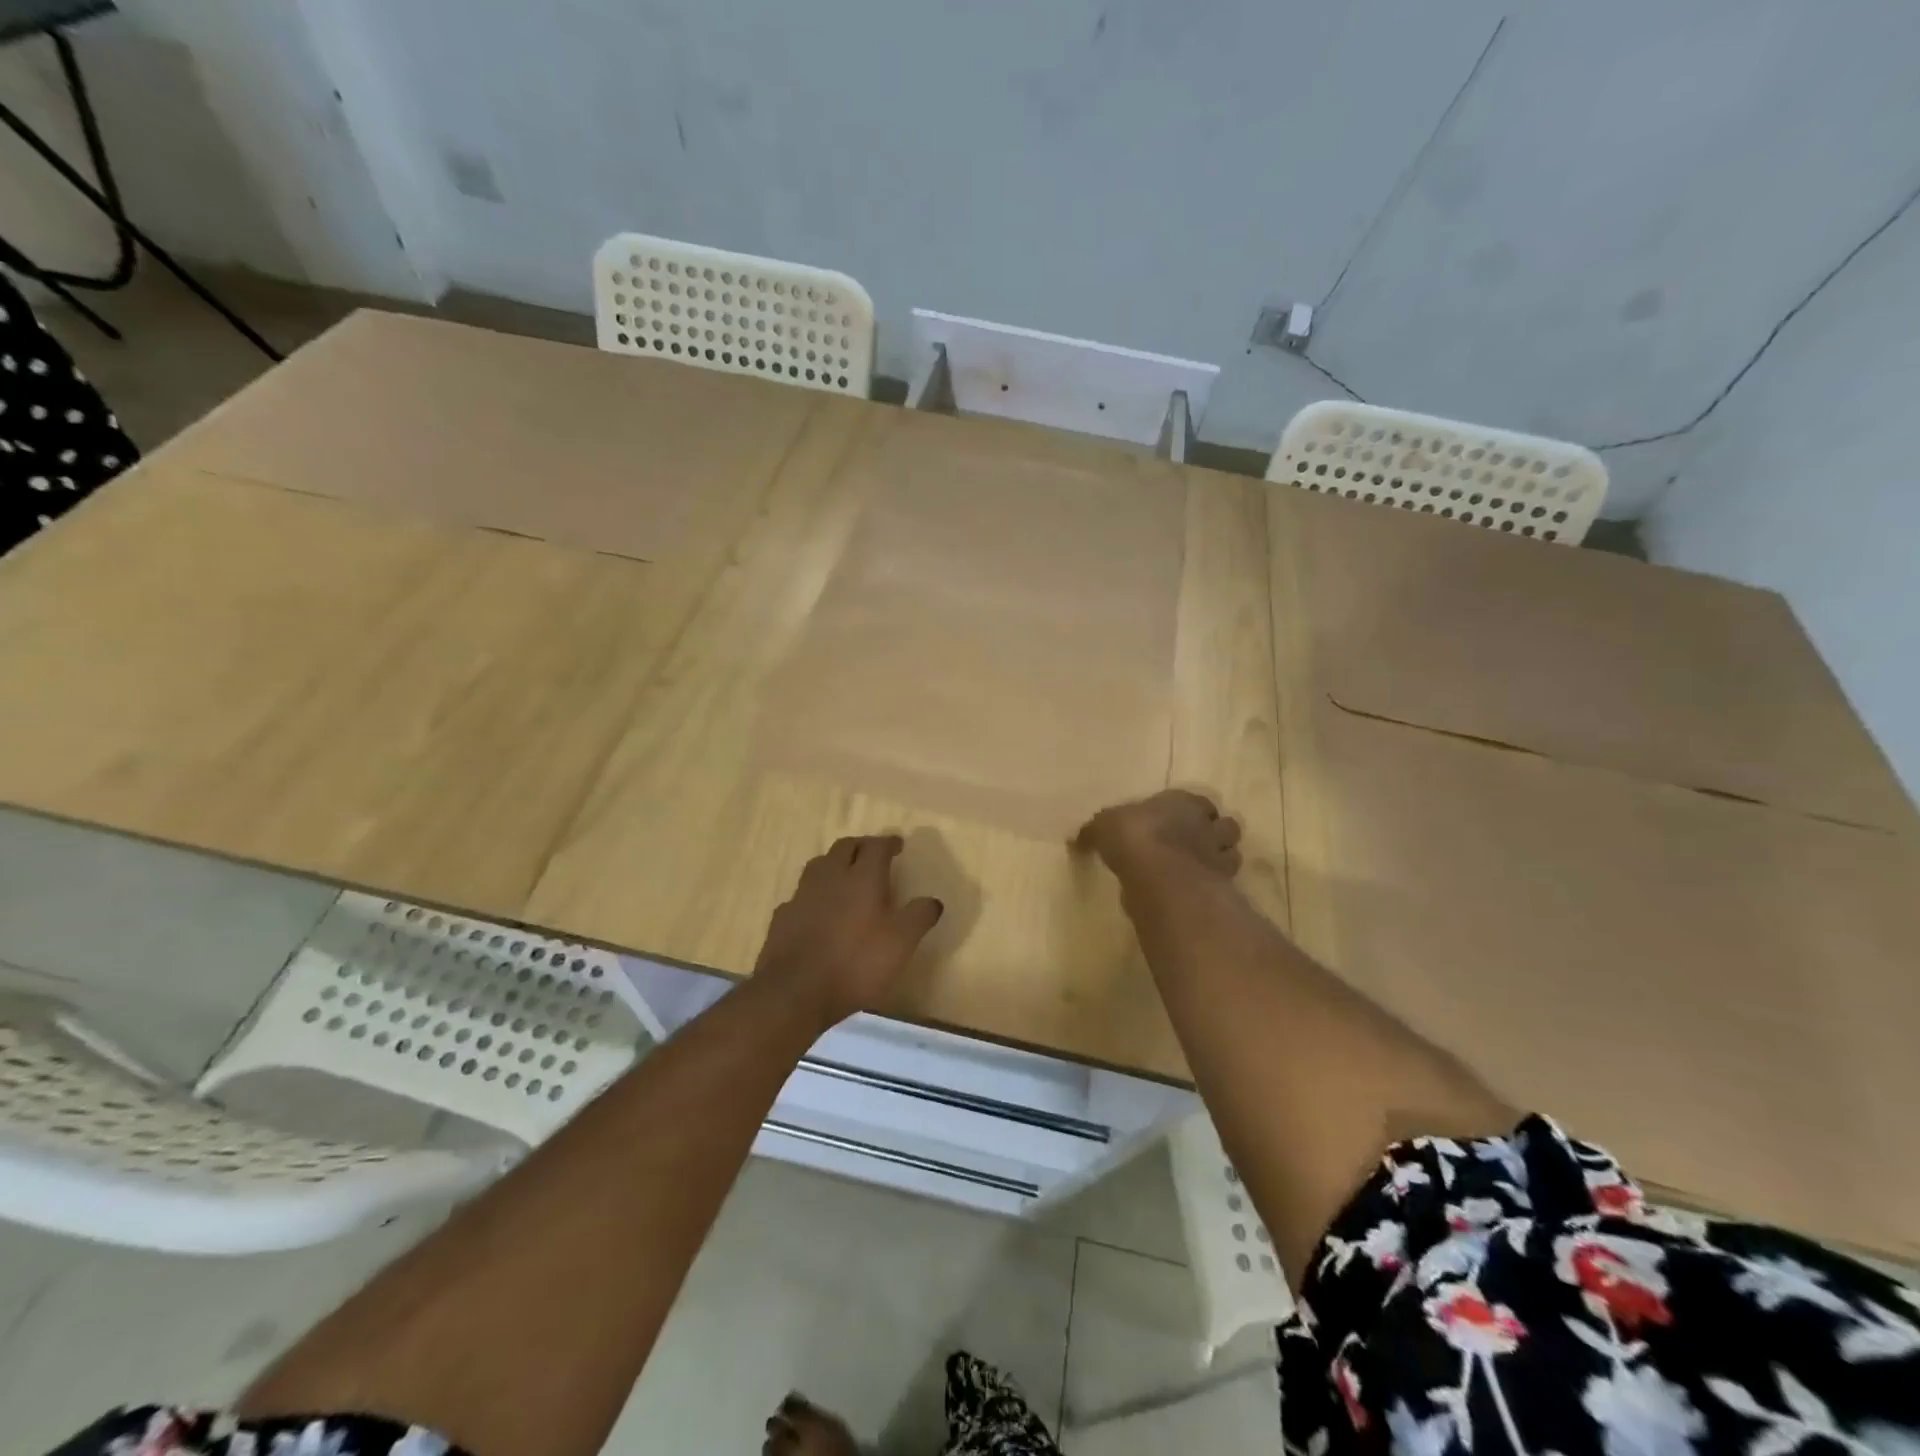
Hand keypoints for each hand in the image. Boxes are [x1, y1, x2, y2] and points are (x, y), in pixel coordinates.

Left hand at [753, 835, 944, 1029]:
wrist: (796, 991)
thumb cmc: (856, 963)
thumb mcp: (901, 943)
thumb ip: (919, 917)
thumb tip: (933, 900)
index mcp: (862, 878)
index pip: (876, 846)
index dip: (889, 842)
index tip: (898, 845)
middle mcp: (831, 877)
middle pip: (845, 847)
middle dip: (861, 846)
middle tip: (872, 854)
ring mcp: (803, 895)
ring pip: (819, 865)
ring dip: (835, 863)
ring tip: (844, 875)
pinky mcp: (783, 916)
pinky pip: (801, 894)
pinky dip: (814, 894)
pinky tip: (817, 909)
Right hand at [1075, 790, 1242, 878]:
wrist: (1159, 873)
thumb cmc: (1133, 836)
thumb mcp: (1103, 826)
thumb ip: (1095, 832)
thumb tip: (1075, 840)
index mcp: (1183, 802)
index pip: (1199, 802)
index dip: (1192, 812)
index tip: (1178, 823)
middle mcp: (1207, 825)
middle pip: (1224, 826)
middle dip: (1214, 835)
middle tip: (1194, 848)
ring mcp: (1219, 856)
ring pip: (1231, 854)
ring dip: (1219, 860)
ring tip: (1199, 871)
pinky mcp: (1222, 886)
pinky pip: (1224, 884)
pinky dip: (1214, 887)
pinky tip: (1196, 893)